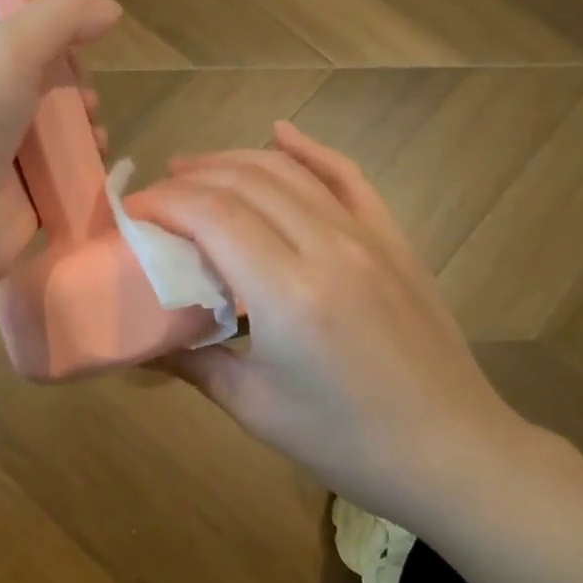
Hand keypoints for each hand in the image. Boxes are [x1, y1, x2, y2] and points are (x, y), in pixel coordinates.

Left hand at [0, 0, 120, 302]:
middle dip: (73, 82)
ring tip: (93, 133)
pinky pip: (64, 173)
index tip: (79, 37)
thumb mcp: (5, 49)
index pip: (10, 29)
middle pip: (43, 78)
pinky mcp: (22, 198)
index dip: (49, 27)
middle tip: (83, 97)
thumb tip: (111, 10)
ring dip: (85, 125)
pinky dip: (85, 166)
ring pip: (58, 127)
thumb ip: (61, 19)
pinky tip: (96, 164)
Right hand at [125, 122, 534, 506]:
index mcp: (287, 293)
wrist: (452, 451)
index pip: (211, 215)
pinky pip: (348, 177)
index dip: (163, 202)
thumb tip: (145, 342)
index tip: (131, 213)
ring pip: (289, 172)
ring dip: (234, 159)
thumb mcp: (254, 408)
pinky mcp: (393, 238)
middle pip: (245, 183)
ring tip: (193, 167)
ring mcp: (367, 236)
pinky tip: (281, 132)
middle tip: (155, 194)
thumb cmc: (346, 441)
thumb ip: (194, 362)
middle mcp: (327, 247)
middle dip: (189, 178)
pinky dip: (311, 150)